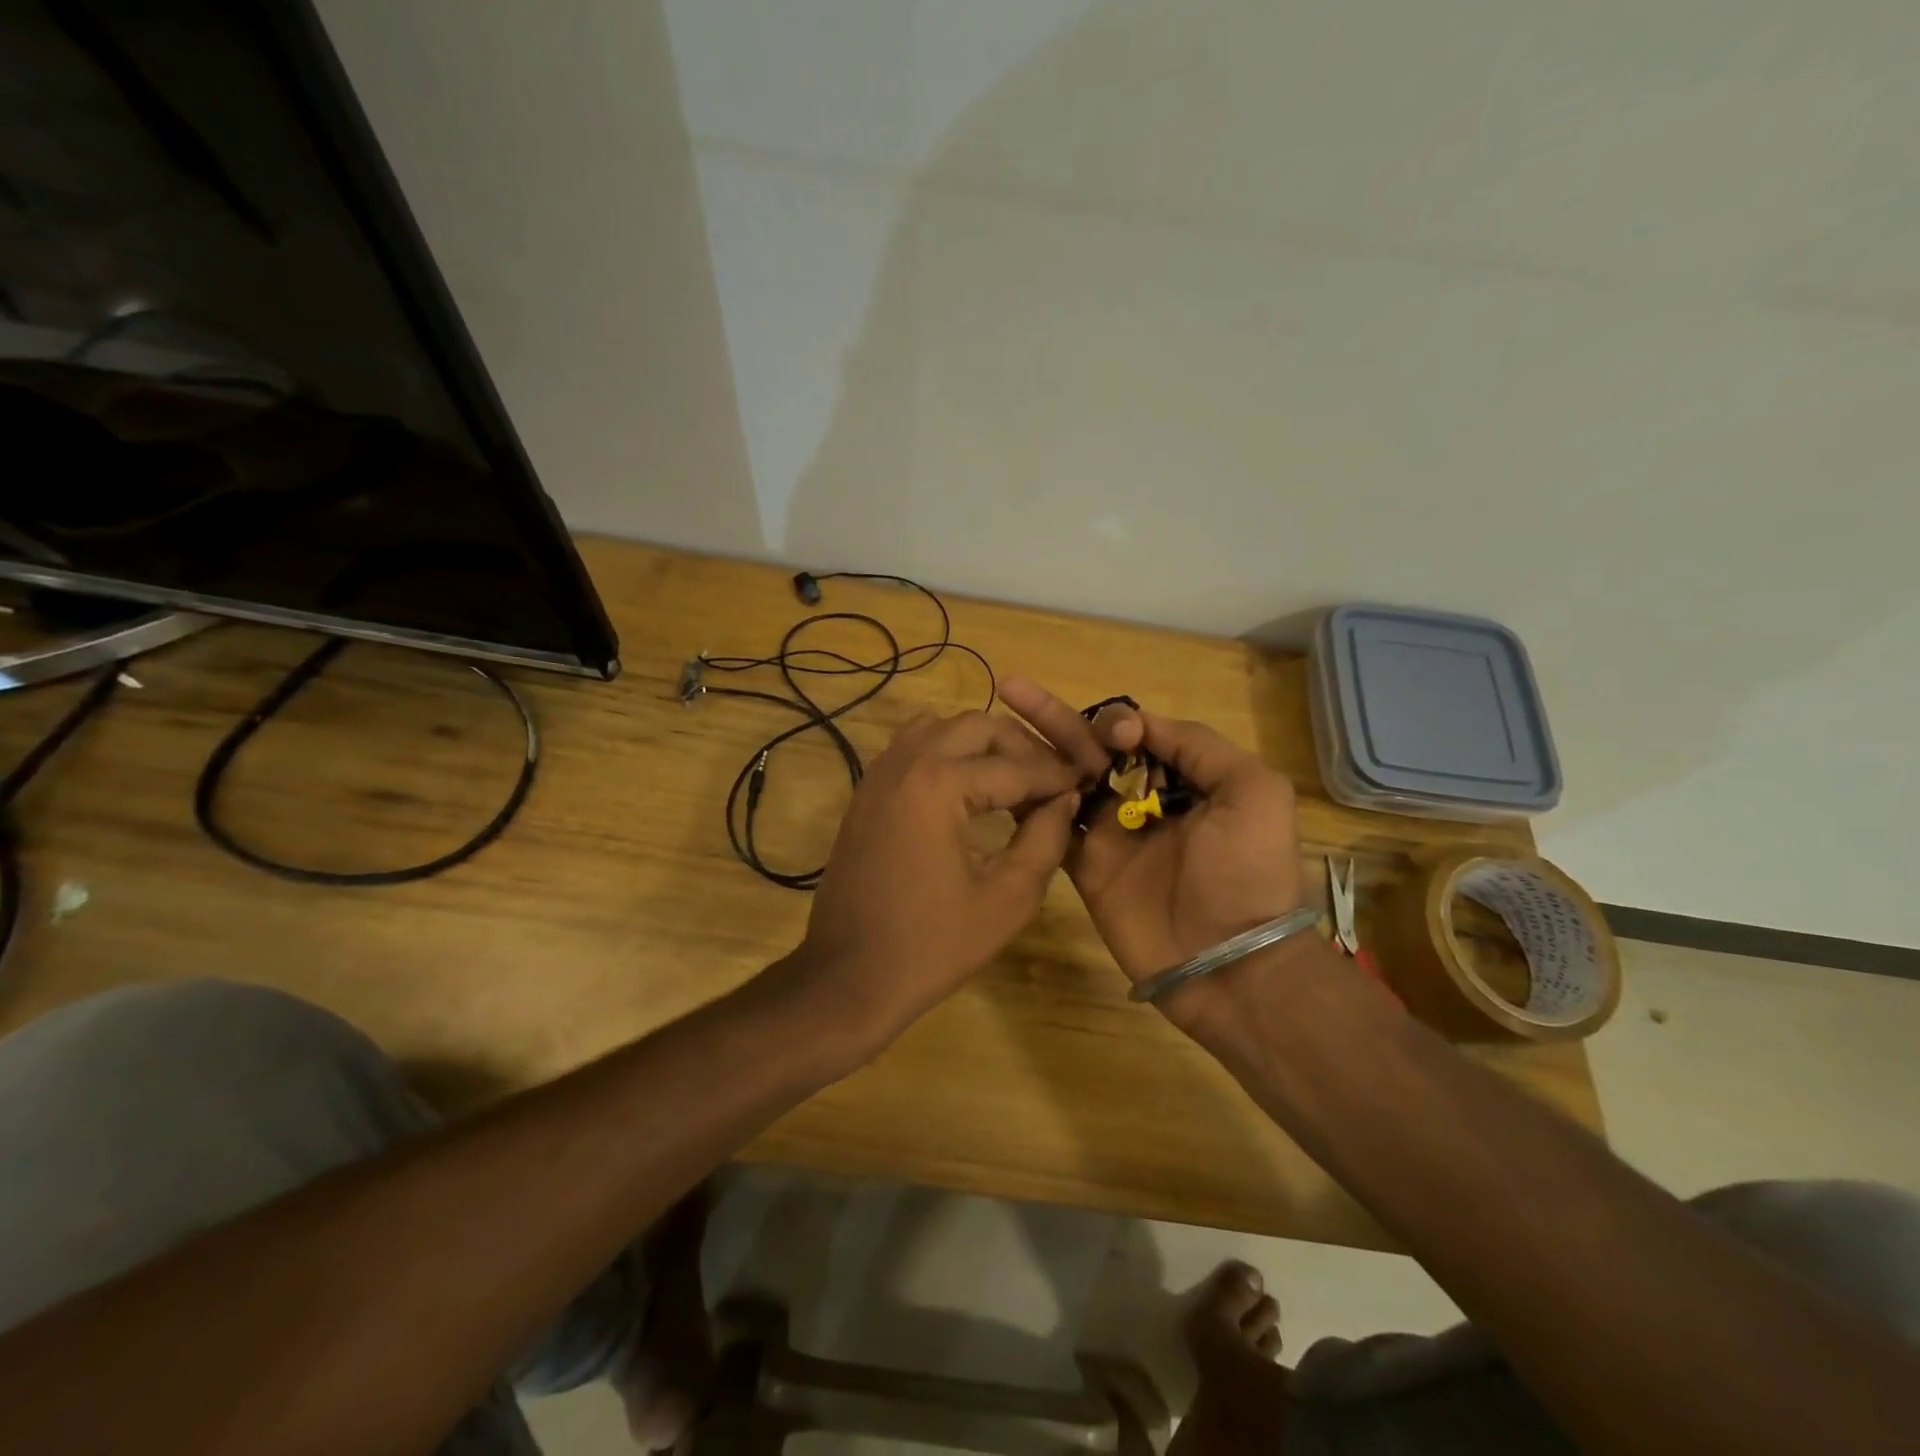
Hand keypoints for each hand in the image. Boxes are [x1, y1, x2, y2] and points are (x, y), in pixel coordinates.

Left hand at [794, 710, 1080, 1050]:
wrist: (850, 975)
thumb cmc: (934, 945)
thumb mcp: (1008, 898)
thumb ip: (1045, 838)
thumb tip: (1066, 797)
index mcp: (940, 784)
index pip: (1016, 766)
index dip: (1057, 776)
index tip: (1086, 783)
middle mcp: (906, 762)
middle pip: (978, 726)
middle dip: (1021, 747)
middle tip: (1051, 781)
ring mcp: (880, 772)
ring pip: (942, 727)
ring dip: (981, 743)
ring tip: (1012, 779)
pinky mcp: (867, 790)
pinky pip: (912, 746)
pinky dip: (946, 752)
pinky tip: (967, 790)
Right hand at [1000, 678, 1308, 1024]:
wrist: (1227, 961)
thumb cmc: (1246, 872)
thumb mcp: (1252, 792)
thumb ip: (1199, 746)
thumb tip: (1140, 722)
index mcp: (1185, 778)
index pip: (1138, 733)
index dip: (1118, 723)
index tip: (1118, 737)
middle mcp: (1142, 799)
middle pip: (1090, 748)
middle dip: (1056, 718)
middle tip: (1013, 688)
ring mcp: (1110, 834)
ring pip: (1064, 780)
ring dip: (1033, 750)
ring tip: (996, 721)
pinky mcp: (1085, 866)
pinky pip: (1051, 825)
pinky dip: (1028, 800)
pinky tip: (1001, 775)